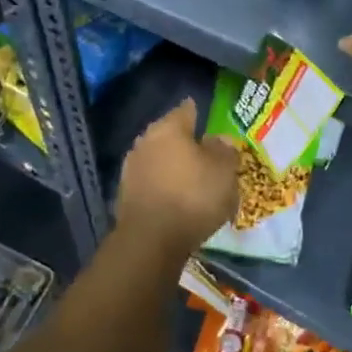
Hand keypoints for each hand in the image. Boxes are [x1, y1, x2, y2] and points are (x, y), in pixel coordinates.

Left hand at [115, 99, 239, 254]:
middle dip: (188, 143)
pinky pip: (153, 182)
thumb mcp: (224, 171)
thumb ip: (225, 150)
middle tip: (208, 154)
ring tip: (195, 180)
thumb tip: (218, 140)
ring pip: (160, 159)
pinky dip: (165, 186)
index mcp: (169, 127)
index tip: (212, 121)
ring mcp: (132, 168)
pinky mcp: (126, 195)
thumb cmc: (193, 196)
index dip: (201, 113)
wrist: (150, 241)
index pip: (187, 109)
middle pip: (171, 135)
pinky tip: (178, 199)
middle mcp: (146, 140)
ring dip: (175, 166)